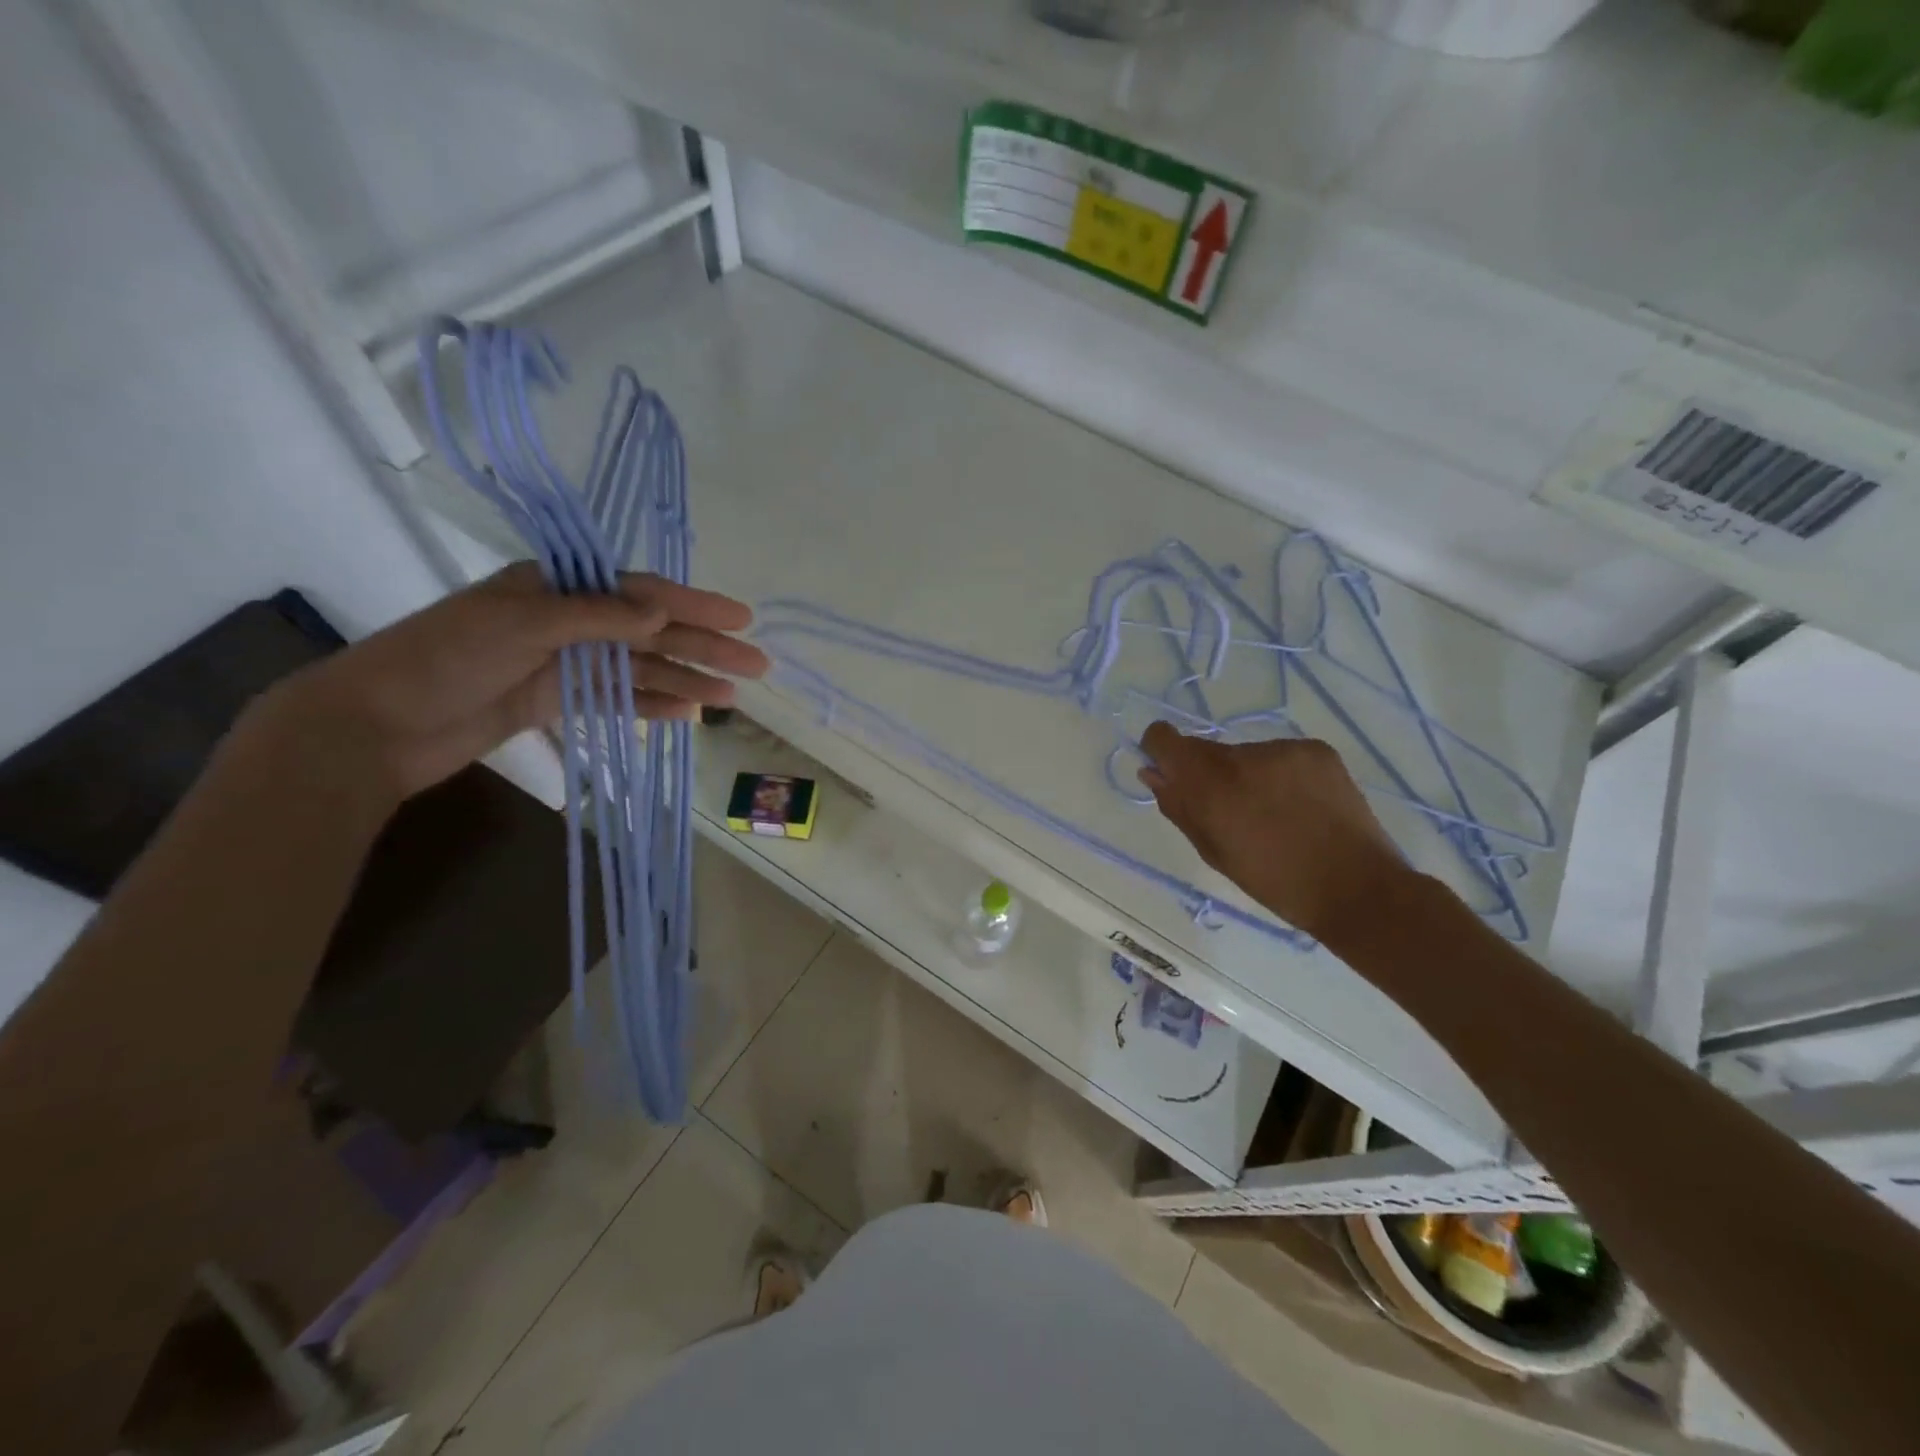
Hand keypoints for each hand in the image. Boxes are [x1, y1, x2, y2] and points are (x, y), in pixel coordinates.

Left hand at [260, 563, 768, 798]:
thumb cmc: (444, 659)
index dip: (695, 605)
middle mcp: (566, 620)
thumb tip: (662, 613)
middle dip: (704, 648)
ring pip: (639, 670)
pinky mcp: (555, 700)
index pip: (641, 592)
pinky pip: (616, 699)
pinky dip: (650, 706)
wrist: (375, 725)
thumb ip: (595, 617)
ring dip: (686, 681)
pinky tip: (686, 714)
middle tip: (755, 666)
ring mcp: (562, 662)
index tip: (741, 619)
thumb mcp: (521, 625)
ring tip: (731, 698)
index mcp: (556, 587)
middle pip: (650, 633)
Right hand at [1138, 722, 1405, 942]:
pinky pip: (1279, 755)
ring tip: (1274, 814)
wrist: (1356, 887)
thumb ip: (1179, 807)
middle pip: (1205, 749)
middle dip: (1207, 774)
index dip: (1161, 751)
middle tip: (1233, 811)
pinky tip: (1300, 805)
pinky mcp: (1316, 749)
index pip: (1165, 738)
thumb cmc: (1274, 882)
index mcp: (1210, 785)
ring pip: (1244, 754)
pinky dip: (1280, 775)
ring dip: (1246, 775)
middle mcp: (1242, 756)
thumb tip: (1153, 773)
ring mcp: (1282, 749)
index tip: (1171, 773)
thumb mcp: (1213, 852)